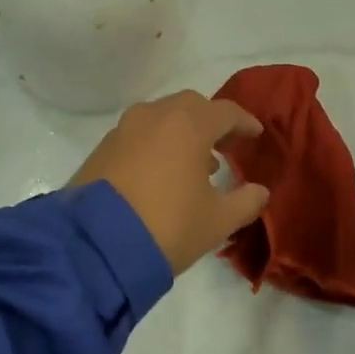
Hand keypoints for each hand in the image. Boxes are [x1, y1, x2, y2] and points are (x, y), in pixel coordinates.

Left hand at [71, 91, 270, 275]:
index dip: (244, 123)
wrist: (94, 247)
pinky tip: (161, 174)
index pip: (226, 112)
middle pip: (191, 106)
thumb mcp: (217, 221)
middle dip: (211, 122)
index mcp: (189, 124)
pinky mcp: (101, 149)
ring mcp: (124, 130)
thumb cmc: (168, 226)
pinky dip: (156, 144)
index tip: (255, 134)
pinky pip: (138, 135)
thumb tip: (260, 191)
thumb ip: (245, 202)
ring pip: (162, 118)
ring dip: (182, 133)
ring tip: (194, 165)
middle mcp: (156, 116)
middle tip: (225, 147)